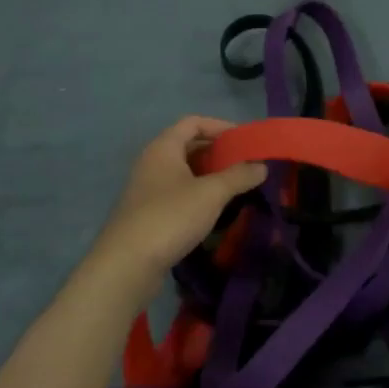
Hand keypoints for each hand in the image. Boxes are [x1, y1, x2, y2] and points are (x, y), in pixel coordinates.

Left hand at [92, 116, 267, 277]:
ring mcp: (147, 189)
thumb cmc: (170, 217)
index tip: (245, 140)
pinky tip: (214, 210)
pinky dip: (198, 194)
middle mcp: (152, 162)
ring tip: (236, 186)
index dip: (220, 126)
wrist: (127, 265)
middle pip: (188, 146)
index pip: (193, 122)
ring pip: (184, 172)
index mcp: (163, 148)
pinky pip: (178, 193)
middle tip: (245, 164)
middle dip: (218, 152)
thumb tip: (262, 166)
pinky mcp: (148, 213)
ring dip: (209, 175)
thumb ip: (239, 176)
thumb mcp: (211, 193)